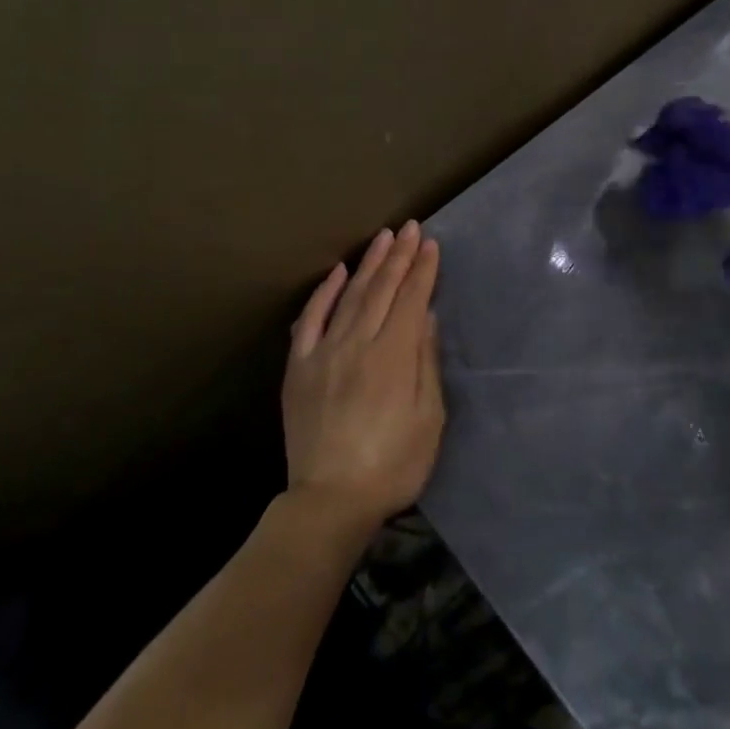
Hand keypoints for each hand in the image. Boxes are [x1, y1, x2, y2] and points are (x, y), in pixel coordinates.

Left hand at [283, 221, 444, 541]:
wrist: (330, 500)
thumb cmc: (393, 465)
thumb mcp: (429, 419)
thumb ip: (426, 363)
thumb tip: (425, 317)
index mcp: (393, 356)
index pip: (410, 299)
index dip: (422, 270)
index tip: (430, 244)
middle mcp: (357, 343)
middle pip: (381, 289)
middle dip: (398, 256)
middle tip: (410, 228)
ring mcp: (324, 352)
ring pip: (349, 296)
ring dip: (367, 264)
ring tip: (381, 238)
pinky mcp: (299, 367)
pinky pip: (310, 320)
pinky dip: (323, 293)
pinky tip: (336, 272)